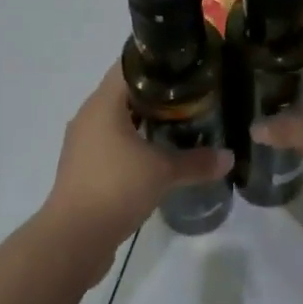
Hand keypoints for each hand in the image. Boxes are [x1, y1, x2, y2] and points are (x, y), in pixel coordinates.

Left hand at [42, 65, 232, 265]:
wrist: (72, 241)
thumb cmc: (115, 188)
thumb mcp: (162, 172)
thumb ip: (196, 162)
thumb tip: (229, 157)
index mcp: (103, 103)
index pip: (129, 65)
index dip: (157, 62)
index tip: (184, 67)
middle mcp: (89, 116)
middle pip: (125, 92)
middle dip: (157, 93)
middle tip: (190, 96)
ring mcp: (83, 143)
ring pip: (117, 120)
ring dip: (144, 120)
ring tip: (179, 124)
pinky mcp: (83, 168)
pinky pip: (111, 143)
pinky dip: (133, 143)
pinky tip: (156, 155)